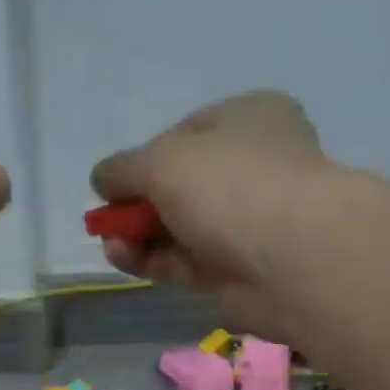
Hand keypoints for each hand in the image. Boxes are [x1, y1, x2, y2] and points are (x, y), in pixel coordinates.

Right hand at [90, 91, 326, 334]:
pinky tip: (123, 257)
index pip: (186, 133)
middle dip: (138, 203)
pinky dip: (152, 260)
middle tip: (107, 221)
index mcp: (248, 119)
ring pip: (179, 227)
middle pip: (180, 185)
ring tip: (111, 243)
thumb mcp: (162, 160)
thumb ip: (123, 168)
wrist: (287, 258)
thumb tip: (101, 179)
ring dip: (139, 235)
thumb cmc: (228, 186)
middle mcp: (251, 166)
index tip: (115, 182)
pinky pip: (184, 260)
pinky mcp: (235, 270)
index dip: (146, 157)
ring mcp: (245, 222)